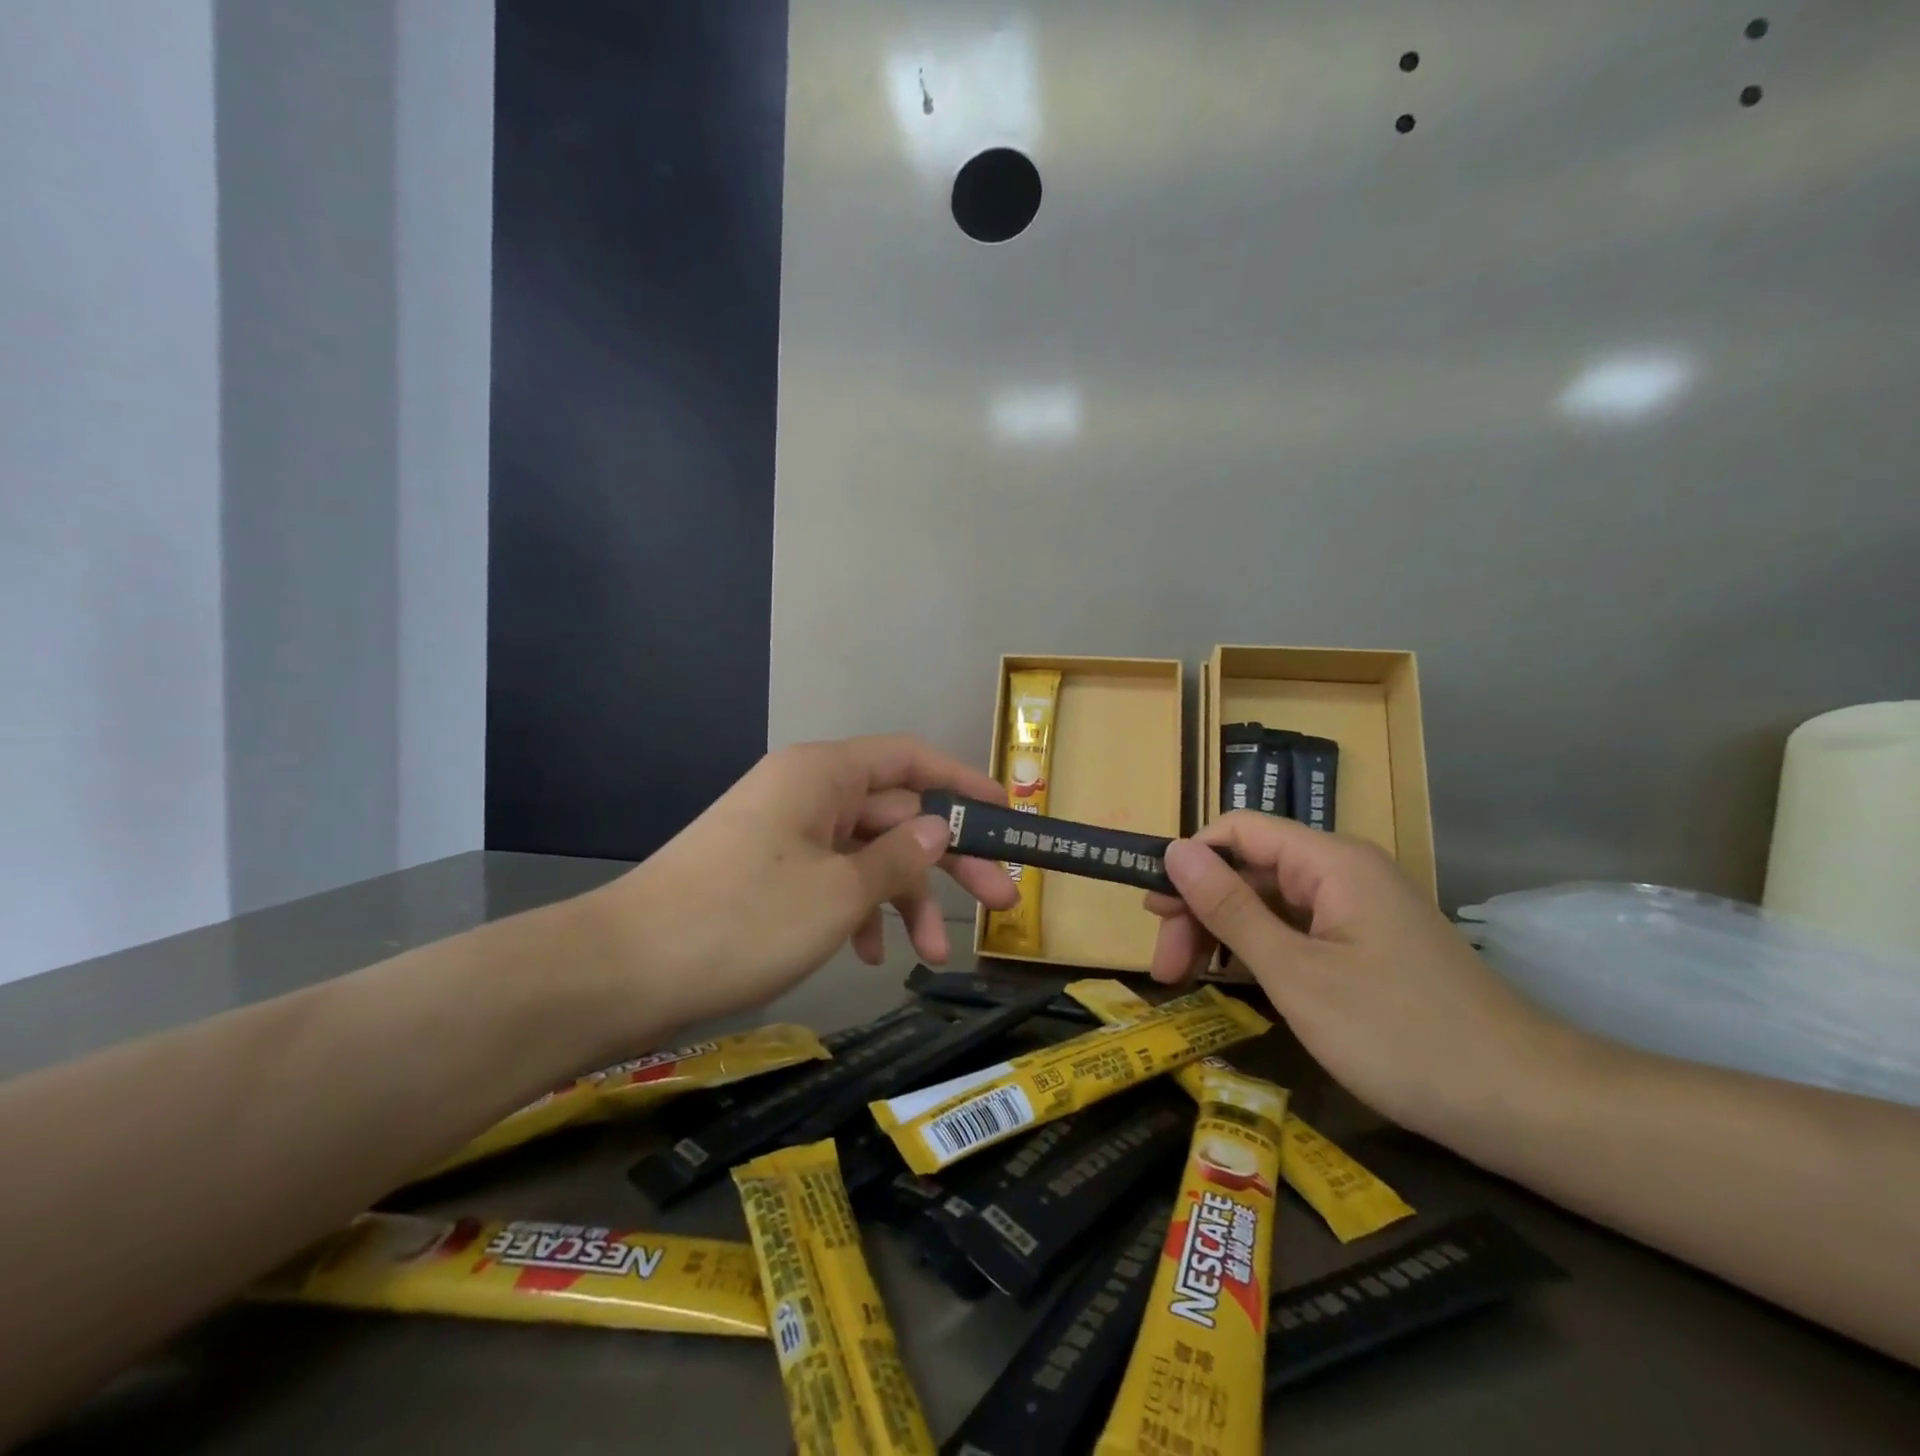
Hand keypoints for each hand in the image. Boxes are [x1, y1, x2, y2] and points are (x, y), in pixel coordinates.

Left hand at [589, 736, 1017, 1032]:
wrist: (621, 972)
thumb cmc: (742, 921)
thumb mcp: (839, 893)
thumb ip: (899, 857)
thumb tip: (940, 828)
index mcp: (823, 775)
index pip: (911, 760)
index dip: (964, 784)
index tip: (1007, 817)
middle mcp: (806, 792)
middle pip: (895, 813)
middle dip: (947, 860)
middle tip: (1001, 904)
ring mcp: (784, 833)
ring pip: (865, 853)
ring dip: (904, 899)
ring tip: (933, 955)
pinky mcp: (767, 872)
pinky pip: (831, 878)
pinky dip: (859, 911)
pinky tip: (870, 955)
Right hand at [1145, 813, 1581, 1139]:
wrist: (1523, 1104)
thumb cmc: (1398, 1033)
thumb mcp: (1295, 973)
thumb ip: (1229, 908)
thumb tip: (1174, 851)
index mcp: (1330, 861)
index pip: (1238, 830)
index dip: (1189, 861)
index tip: (1152, 912)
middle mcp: (1345, 872)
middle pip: (1250, 868)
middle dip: (1199, 908)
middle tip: (1164, 968)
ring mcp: (1360, 911)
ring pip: (1271, 902)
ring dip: (1224, 933)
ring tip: (1187, 977)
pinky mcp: (1369, 947)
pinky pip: (1299, 930)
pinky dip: (1261, 951)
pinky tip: (1236, 980)